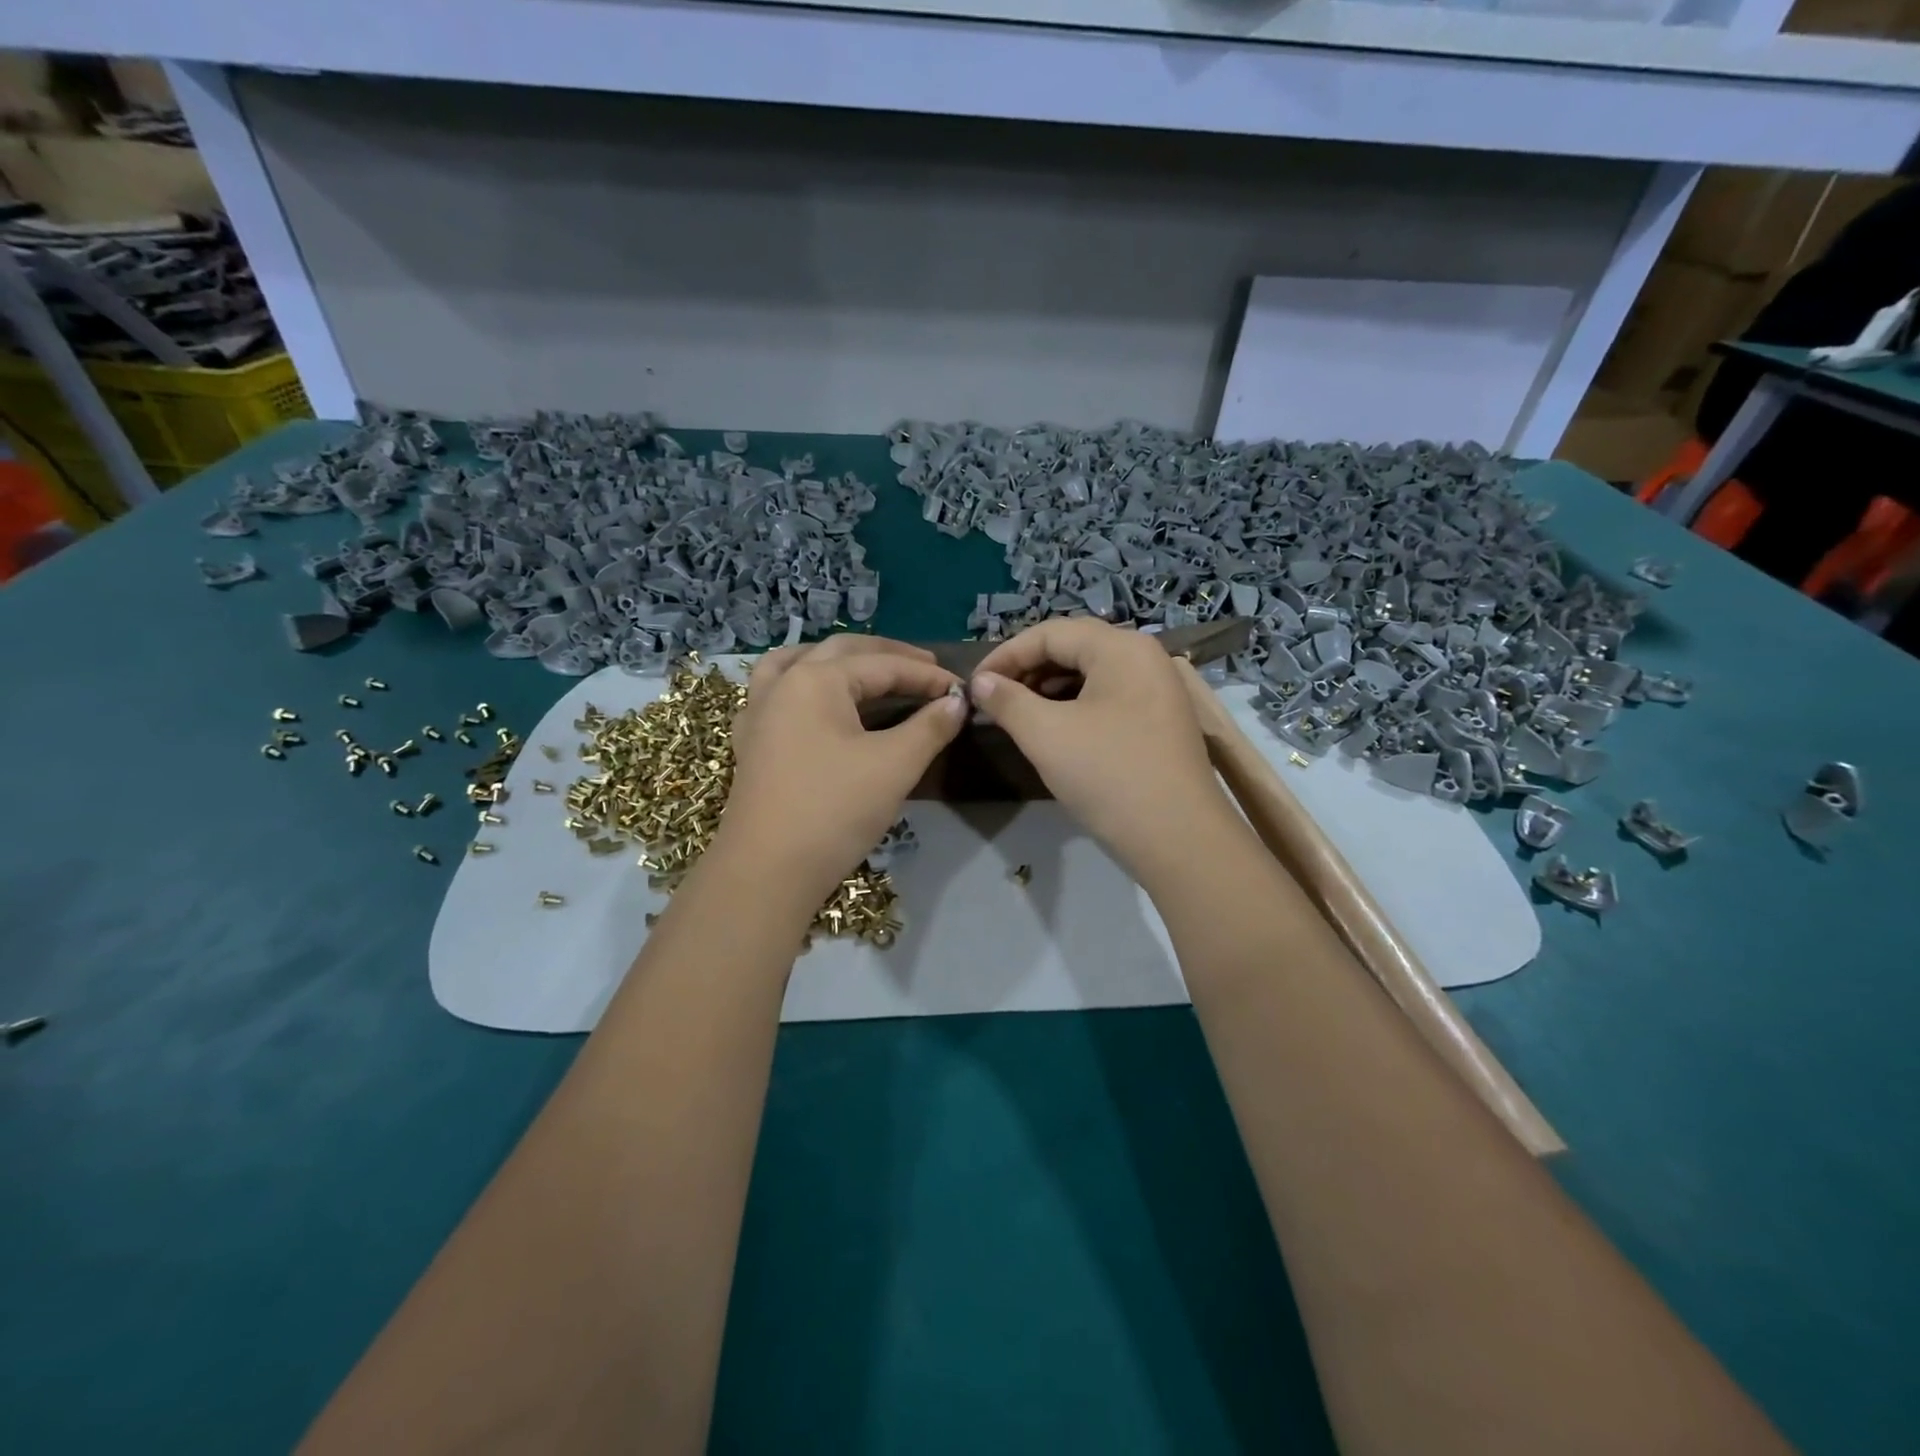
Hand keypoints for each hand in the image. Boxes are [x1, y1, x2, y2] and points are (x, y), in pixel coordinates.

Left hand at [717, 635, 965, 902]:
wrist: (767, 870)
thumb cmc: (834, 810)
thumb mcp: (894, 766)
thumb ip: (930, 727)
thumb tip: (956, 702)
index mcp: (816, 680)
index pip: (883, 666)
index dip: (927, 676)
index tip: (961, 689)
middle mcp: (783, 684)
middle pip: (841, 652)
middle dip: (887, 656)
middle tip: (925, 668)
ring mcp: (758, 712)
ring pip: (797, 663)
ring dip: (835, 659)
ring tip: (862, 666)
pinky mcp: (751, 743)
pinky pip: (774, 693)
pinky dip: (800, 683)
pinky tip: (811, 701)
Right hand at [970, 619, 1230, 882]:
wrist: (1178, 837)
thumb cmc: (1108, 775)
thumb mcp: (1046, 735)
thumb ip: (1007, 701)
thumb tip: (980, 682)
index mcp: (1120, 647)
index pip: (1050, 633)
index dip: (1006, 654)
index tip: (975, 683)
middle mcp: (1144, 657)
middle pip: (1074, 648)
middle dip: (1028, 670)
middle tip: (994, 699)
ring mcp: (1158, 689)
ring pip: (1091, 674)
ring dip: (1049, 688)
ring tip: (1019, 714)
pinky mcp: (1161, 719)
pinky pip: (1109, 697)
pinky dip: (1075, 705)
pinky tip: (1055, 729)